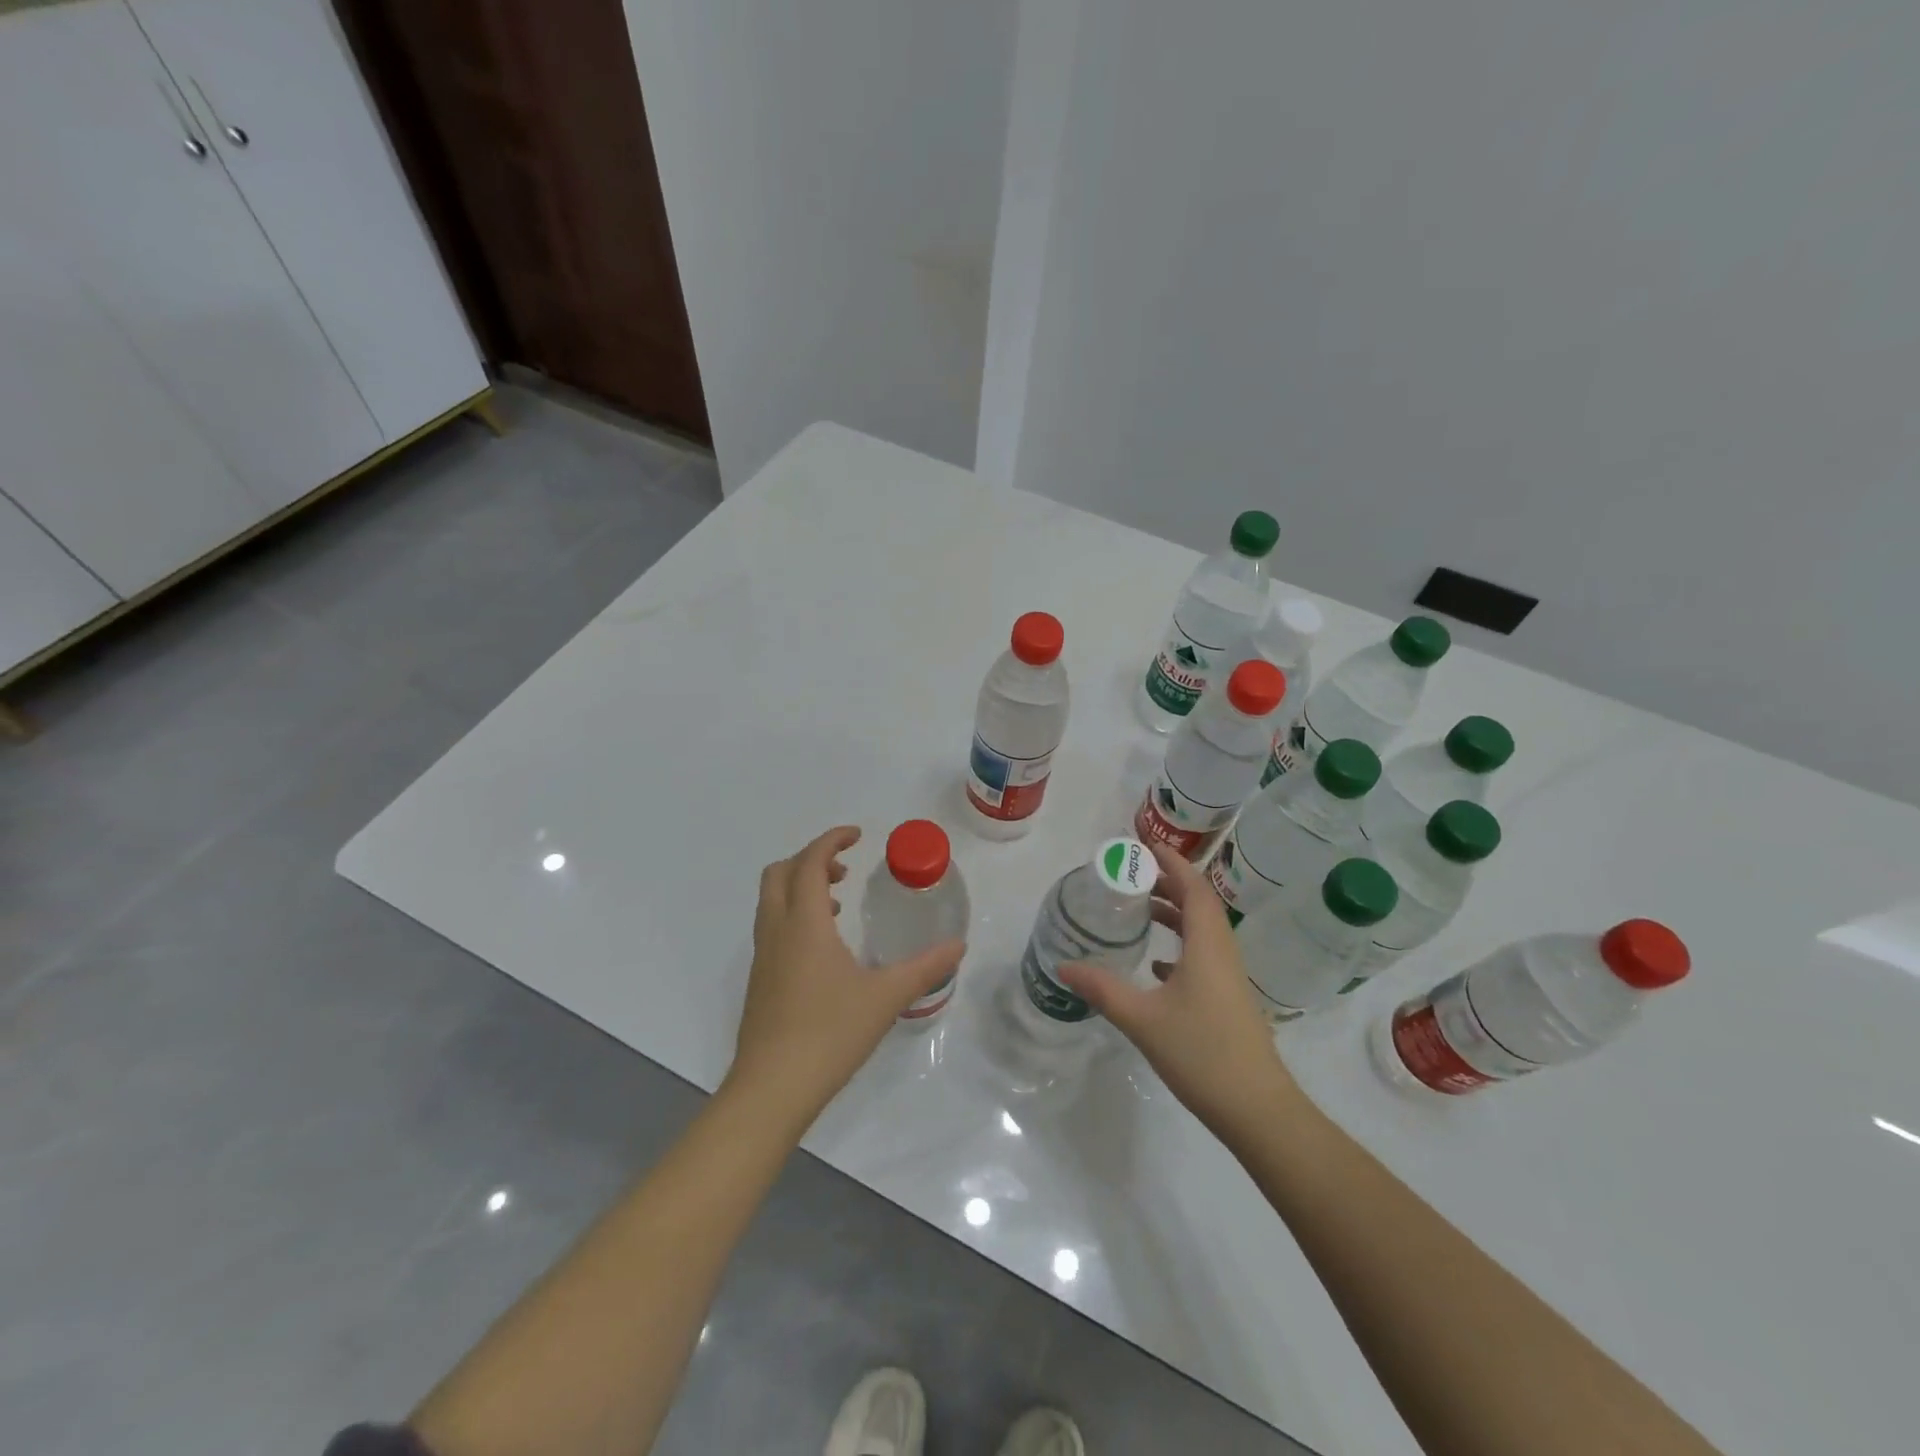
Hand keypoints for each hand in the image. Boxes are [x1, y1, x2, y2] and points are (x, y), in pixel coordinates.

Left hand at [725, 826, 964, 1130]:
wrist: (771, 1089)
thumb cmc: (829, 1033)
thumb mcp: (885, 997)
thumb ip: (924, 968)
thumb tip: (958, 947)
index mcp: (804, 923)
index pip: (809, 862)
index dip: (831, 840)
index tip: (857, 835)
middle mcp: (777, 931)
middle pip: (780, 873)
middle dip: (810, 859)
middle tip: (845, 869)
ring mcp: (763, 957)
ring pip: (772, 901)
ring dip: (800, 887)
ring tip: (837, 902)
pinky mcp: (759, 981)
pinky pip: (772, 927)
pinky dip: (794, 915)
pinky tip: (824, 949)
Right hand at [1058, 843, 1304, 1145]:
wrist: (1258, 1110)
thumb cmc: (1202, 1054)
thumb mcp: (1143, 1019)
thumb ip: (1102, 989)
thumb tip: (1063, 966)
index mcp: (1208, 946)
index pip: (1194, 887)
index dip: (1171, 862)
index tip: (1144, 846)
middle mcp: (1222, 953)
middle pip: (1199, 903)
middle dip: (1168, 883)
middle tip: (1131, 874)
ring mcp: (1229, 978)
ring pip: (1202, 931)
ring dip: (1174, 914)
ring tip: (1138, 910)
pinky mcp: (1228, 1000)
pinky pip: (1203, 956)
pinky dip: (1179, 946)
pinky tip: (1155, 966)